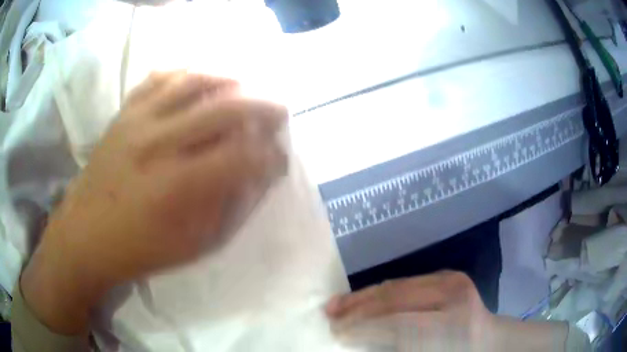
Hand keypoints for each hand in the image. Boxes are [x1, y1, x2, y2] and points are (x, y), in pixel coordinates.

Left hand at [21, 71, 287, 333]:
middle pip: (225, 108)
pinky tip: (200, 79)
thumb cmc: (139, 250)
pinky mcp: (124, 114)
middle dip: (263, 108)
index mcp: (177, 185)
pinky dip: (186, 73)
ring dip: (229, 81)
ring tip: (245, 87)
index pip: (241, 157)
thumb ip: (227, 209)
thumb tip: (255, 176)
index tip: (280, 159)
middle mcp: (159, 142)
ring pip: (194, 81)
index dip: (270, 156)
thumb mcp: (190, 246)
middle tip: (279, 113)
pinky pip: (160, 78)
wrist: (84, 235)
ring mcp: (138, 121)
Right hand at [325, 271, 496, 350]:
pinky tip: (363, 298)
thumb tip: (355, 340)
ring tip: (338, 304)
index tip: (334, 333)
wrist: (488, 340)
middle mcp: (454, 297)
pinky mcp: (448, 275)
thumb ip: (390, 347)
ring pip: (397, 285)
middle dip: (357, 308)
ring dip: (364, 296)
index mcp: (453, 326)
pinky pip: (406, 282)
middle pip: (395, 298)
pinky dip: (380, 291)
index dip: (362, 328)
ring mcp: (453, 281)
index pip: (397, 323)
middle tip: (329, 315)